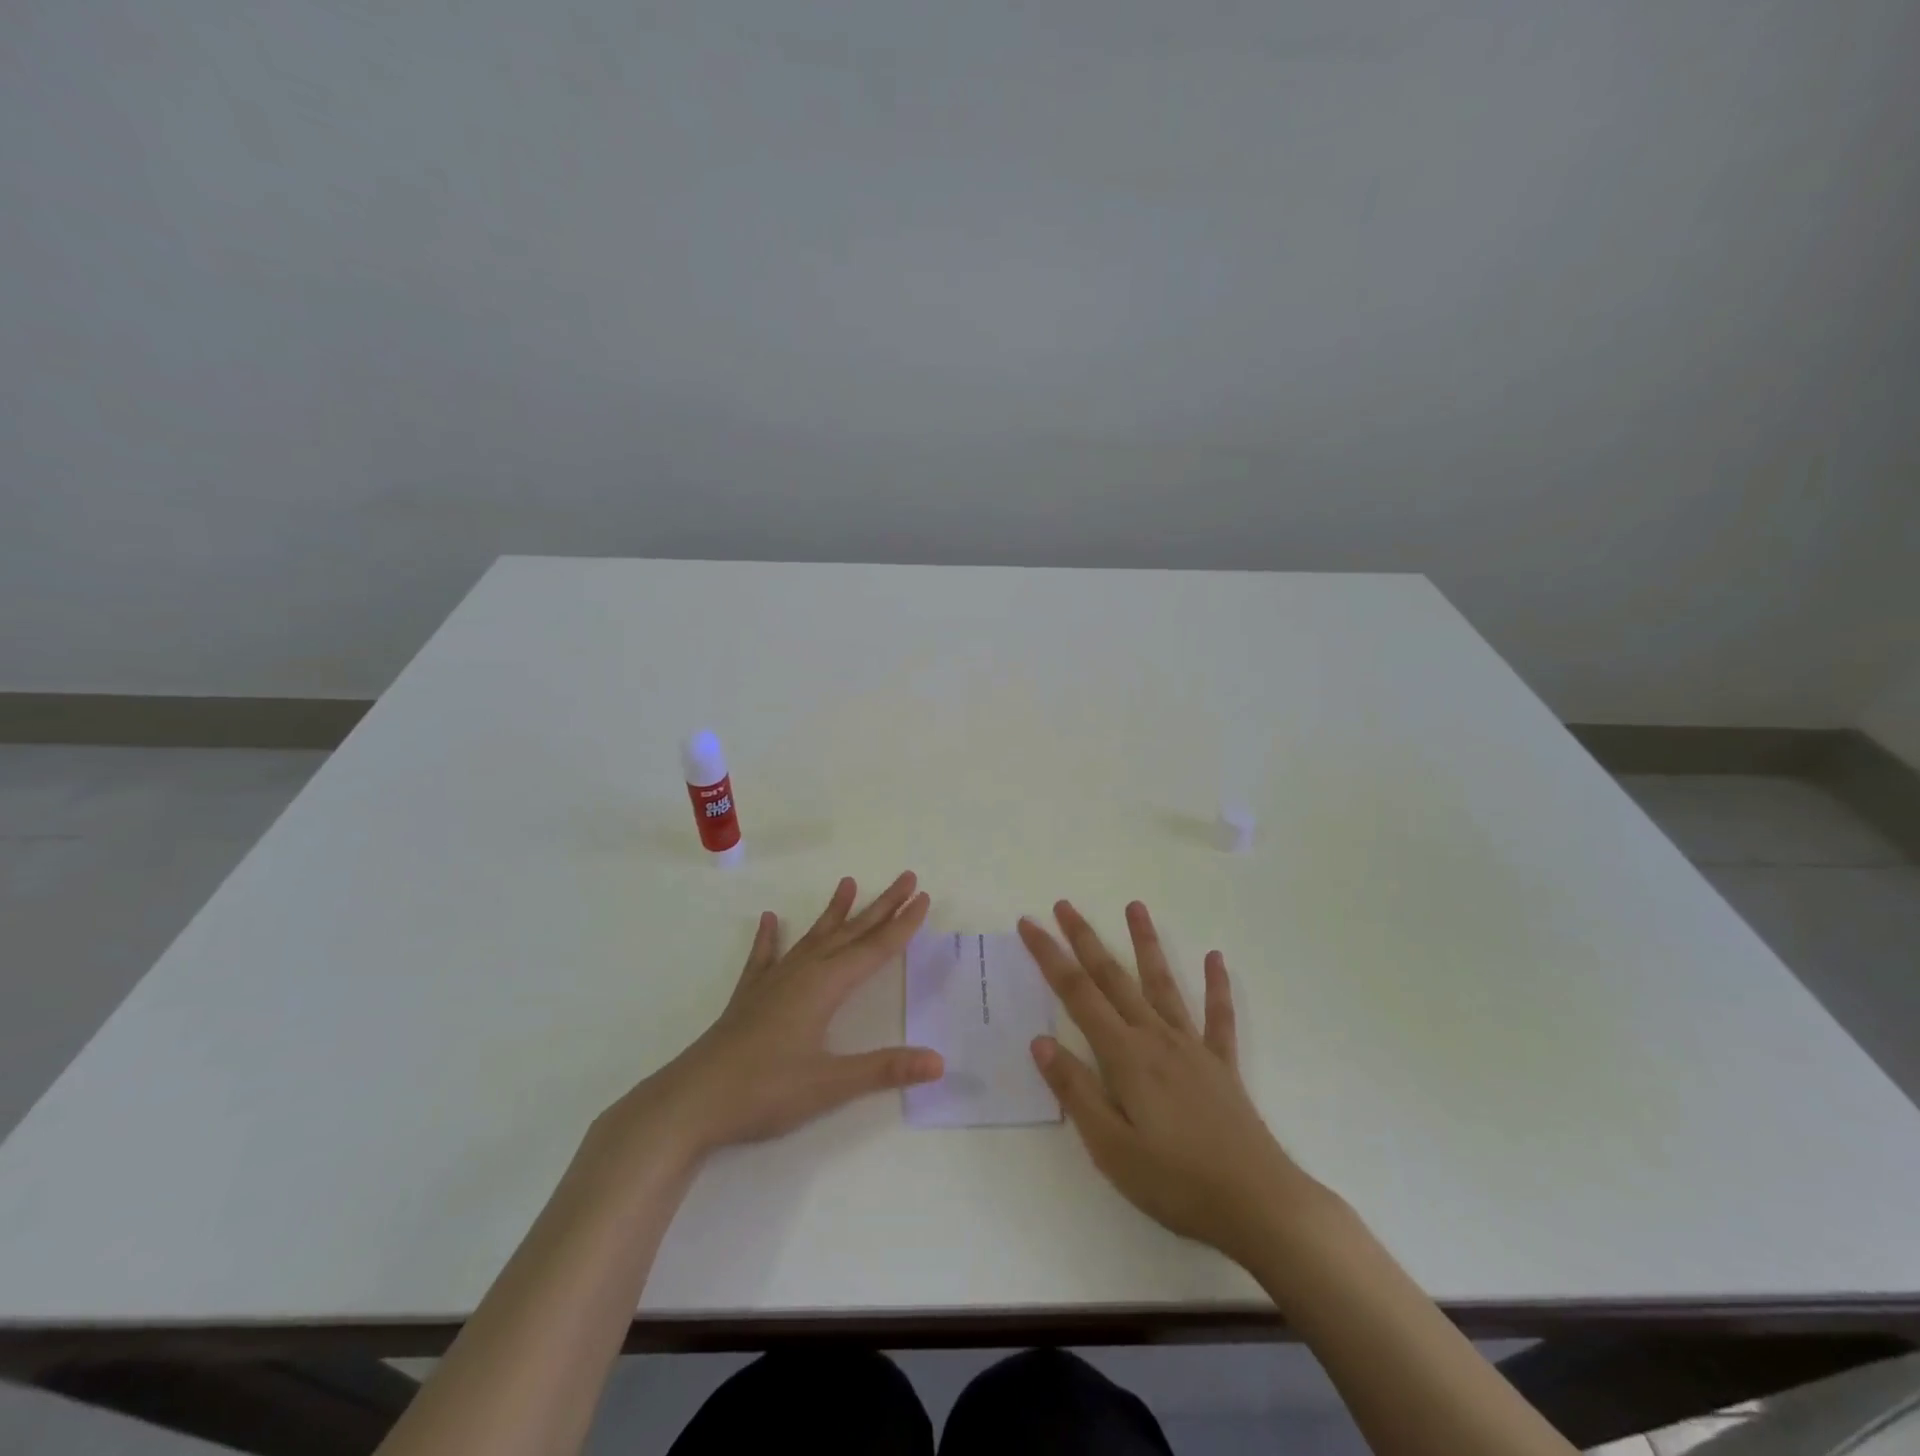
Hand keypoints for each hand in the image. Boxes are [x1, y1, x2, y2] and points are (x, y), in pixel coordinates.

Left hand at [596, 873, 942, 1168]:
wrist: (692, 1101)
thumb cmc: (764, 1091)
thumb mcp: (830, 1085)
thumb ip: (885, 1069)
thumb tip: (939, 1061)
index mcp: (825, 986)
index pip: (875, 949)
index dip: (903, 925)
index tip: (923, 897)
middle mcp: (802, 972)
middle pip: (851, 932)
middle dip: (881, 906)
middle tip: (906, 879)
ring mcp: (773, 981)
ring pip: (814, 937)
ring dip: (835, 912)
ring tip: (848, 883)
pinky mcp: (749, 996)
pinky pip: (765, 956)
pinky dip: (770, 937)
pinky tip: (771, 919)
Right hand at [1020, 900, 1320, 1263]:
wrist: (1258, 1203)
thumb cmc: (1175, 1182)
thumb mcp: (1110, 1148)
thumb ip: (1076, 1090)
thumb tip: (1041, 1041)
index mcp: (1125, 1056)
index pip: (1077, 994)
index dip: (1050, 957)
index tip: (1029, 925)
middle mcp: (1156, 1037)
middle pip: (1113, 977)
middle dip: (1085, 938)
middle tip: (1064, 904)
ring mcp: (1192, 1046)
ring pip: (1162, 982)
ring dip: (1146, 942)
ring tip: (1134, 906)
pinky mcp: (1221, 1063)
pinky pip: (1218, 1015)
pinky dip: (1216, 985)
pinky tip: (1216, 958)